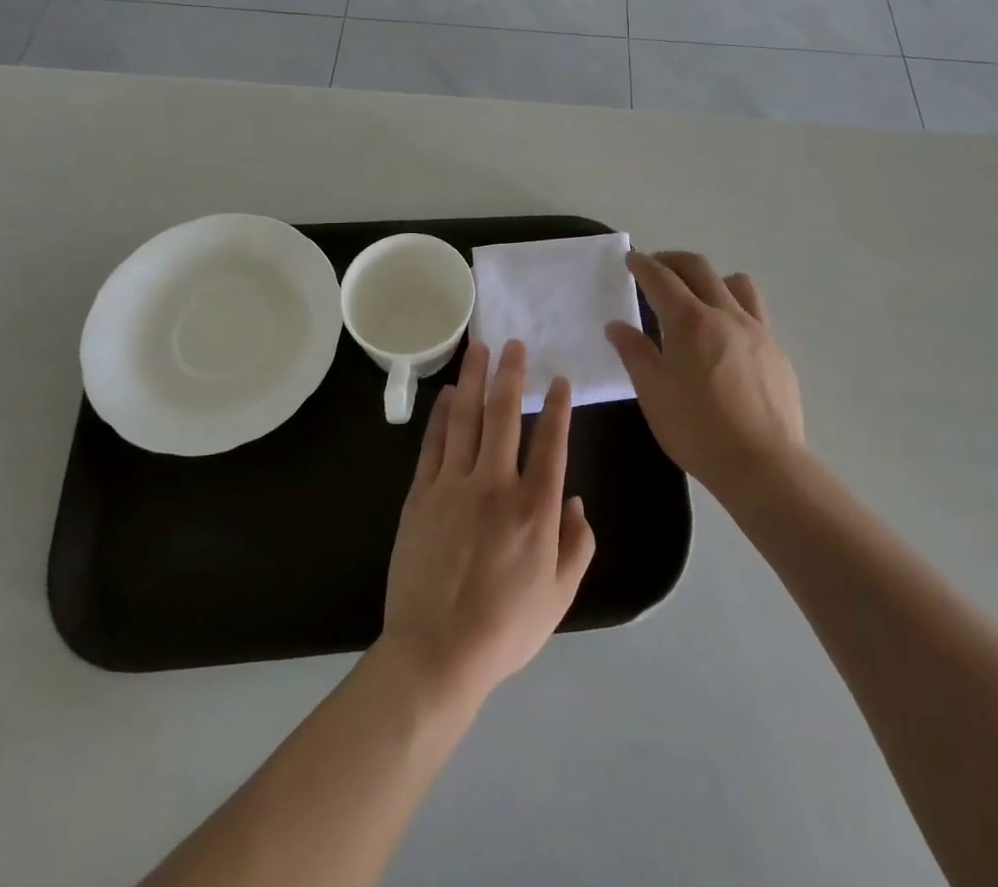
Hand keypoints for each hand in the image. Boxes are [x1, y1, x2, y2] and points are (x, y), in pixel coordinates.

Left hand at [381, 340, 595, 707]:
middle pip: (504, 415)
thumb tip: (575, 501)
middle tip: (512, 344)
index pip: (551, 442)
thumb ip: (577, 544)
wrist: (436, 653)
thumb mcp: (560, 595)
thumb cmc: (505, 628)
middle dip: (510, 374)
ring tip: (478, 349)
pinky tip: (446, 396)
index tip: (558, 380)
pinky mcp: (421, 495)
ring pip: (465, 418)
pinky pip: (434, 444)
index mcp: (535, 508)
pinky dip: (441, 416)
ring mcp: (453, 485)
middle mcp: (496, 485)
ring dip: (473, 380)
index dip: (557, 406)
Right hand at [605, 250, 804, 502]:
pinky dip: (735, 309)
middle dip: (673, 260)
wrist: (762, 464)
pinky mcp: (777, 352)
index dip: (643, 264)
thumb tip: (617, 325)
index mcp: (689, 320)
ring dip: (711, 278)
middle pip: (699, 268)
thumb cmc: (696, 428)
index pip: (661, 278)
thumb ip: (634, 352)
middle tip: (656, 266)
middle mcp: (725, 314)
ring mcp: (757, 330)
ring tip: (698, 295)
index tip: (632, 258)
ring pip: (736, 283)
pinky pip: (755, 314)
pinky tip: (727, 339)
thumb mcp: (652, 392)